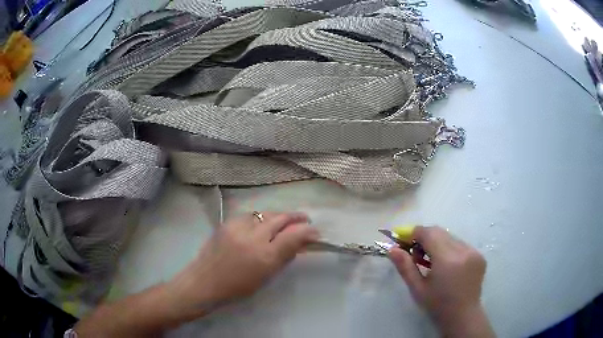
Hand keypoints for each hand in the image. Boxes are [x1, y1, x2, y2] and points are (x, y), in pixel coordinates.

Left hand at [168, 212, 318, 315]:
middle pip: (281, 218)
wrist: (205, 282)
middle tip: (305, 220)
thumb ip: (283, 258)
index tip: (315, 232)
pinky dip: (260, 219)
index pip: (293, 236)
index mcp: (264, 257)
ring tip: (284, 222)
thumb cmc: (237, 288)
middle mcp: (253, 238)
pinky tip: (261, 225)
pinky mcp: (227, 222)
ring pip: (265, 214)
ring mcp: (238, 227)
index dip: (308, 232)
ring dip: (278, 217)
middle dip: (296, 217)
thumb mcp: (265, 277)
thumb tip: (298, 243)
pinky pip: (250, 216)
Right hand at [388, 226, 493, 336]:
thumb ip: (405, 266)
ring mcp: (474, 252)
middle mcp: (463, 251)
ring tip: (432, 261)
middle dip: (425, 237)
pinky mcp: (479, 255)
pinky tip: (447, 265)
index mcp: (447, 260)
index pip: (429, 233)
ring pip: (450, 237)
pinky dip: (450, 248)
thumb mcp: (417, 288)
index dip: (414, 233)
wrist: (463, 316)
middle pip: (440, 232)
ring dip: (438, 243)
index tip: (404, 242)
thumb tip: (392, 249)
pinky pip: (460, 244)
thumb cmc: (437, 305)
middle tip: (416, 253)